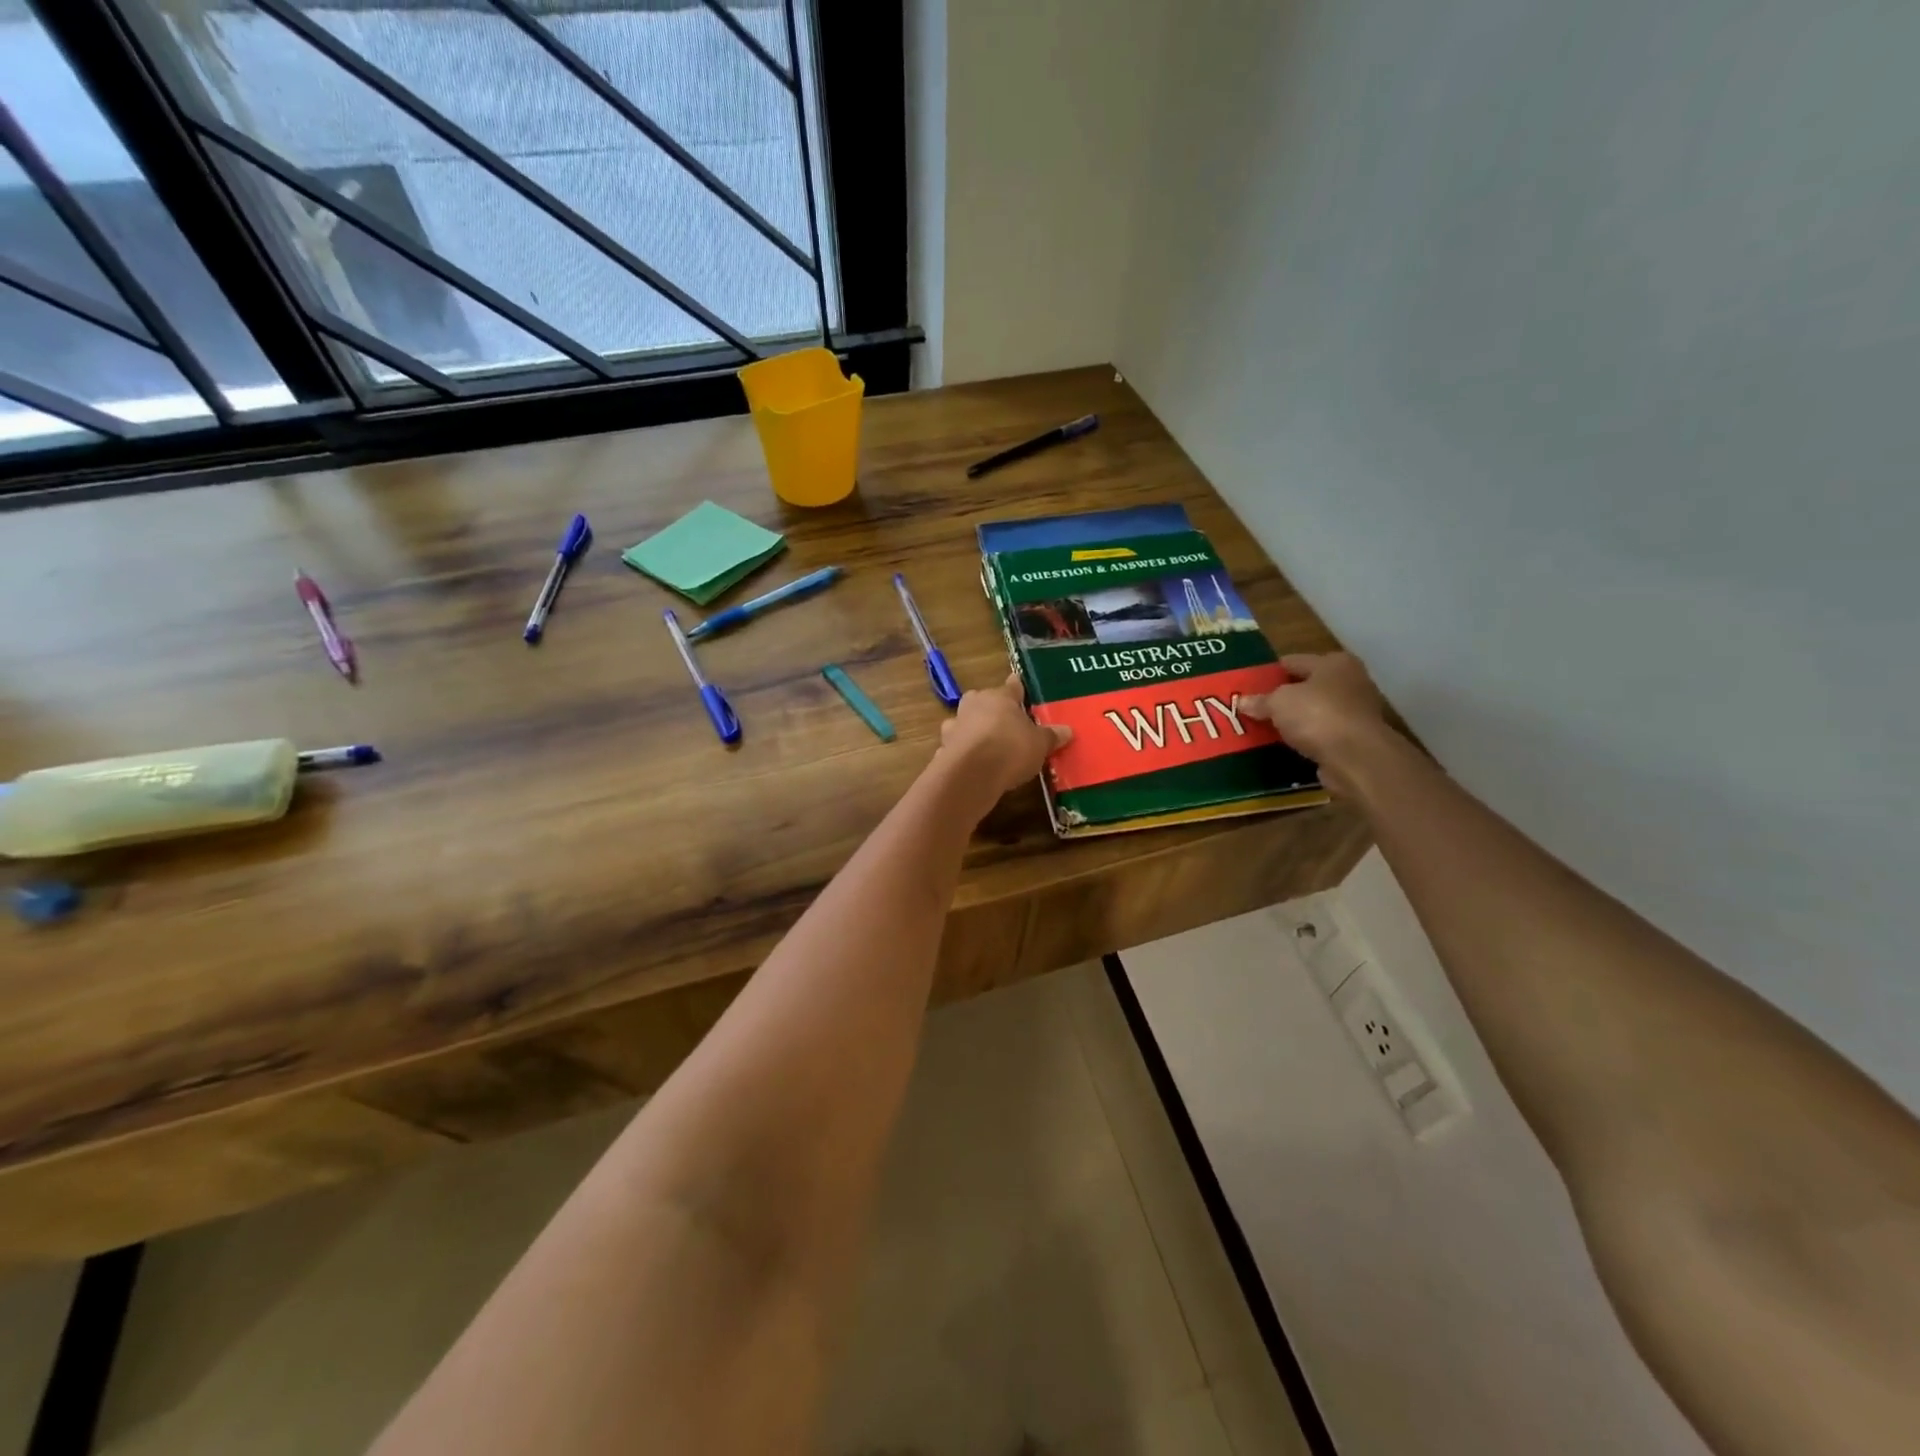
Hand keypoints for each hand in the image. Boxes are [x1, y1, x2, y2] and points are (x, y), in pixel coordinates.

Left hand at [936, 673, 1072, 810]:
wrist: (972, 773)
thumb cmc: (1011, 748)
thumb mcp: (1040, 744)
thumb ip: (1051, 736)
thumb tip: (1068, 730)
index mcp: (1000, 697)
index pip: (1012, 686)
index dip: (1017, 688)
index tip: (1018, 685)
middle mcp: (974, 705)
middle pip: (982, 700)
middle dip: (990, 708)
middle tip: (1002, 720)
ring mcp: (955, 725)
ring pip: (963, 721)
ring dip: (971, 729)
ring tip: (984, 744)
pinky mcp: (943, 748)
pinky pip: (954, 745)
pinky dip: (960, 751)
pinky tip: (969, 763)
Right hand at [1242, 652, 1392, 796]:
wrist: (1356, 758)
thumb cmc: (1317, 715)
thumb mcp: (1278, 702)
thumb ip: (1259, 700)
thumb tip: (1242, 702)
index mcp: (1334, 663)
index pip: (1293, 661)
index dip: (1270, 673)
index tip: (1248, 686)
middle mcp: (1350, 683)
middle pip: (1306, 687)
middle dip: (1281, 698)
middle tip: (1253, 708)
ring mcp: (1355, 713)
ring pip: (1313, 713)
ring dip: (1293, 721)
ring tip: (1264, 729)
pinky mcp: (1354, 740)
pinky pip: (1320, 736)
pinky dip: (1305, 740)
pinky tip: (1284, 747)